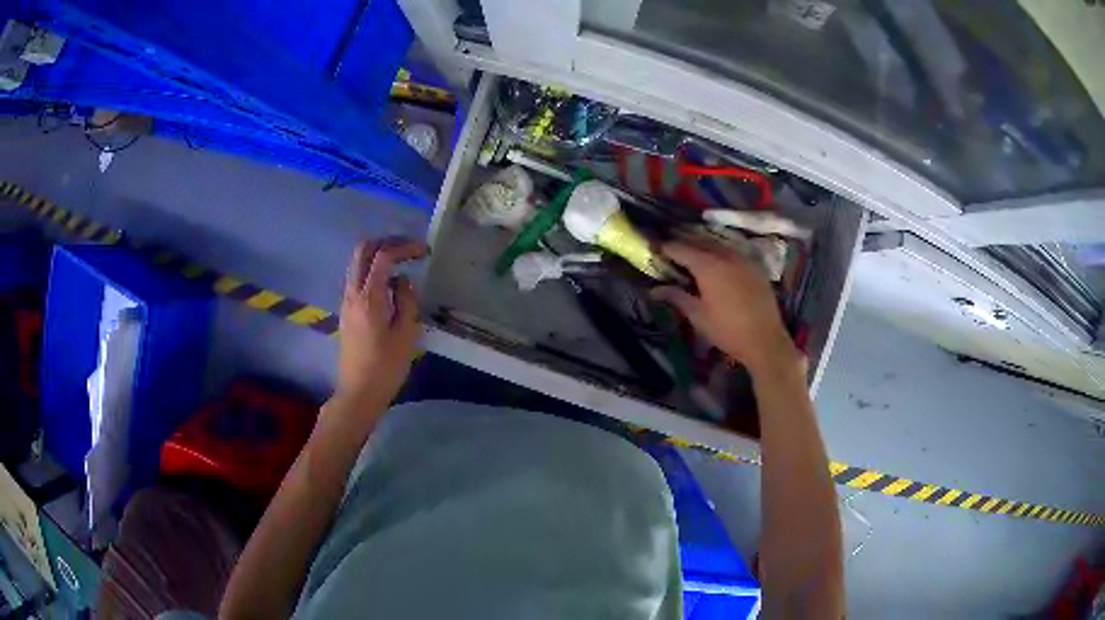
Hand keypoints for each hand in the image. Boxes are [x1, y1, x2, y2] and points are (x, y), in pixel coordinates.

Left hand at [335, 237, 427, 407]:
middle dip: (387, 242)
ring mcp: (346, 301)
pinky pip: (357, 278)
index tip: (424, 252)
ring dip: (378, 255)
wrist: (358, 393)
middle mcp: (353, 293)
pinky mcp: (346, 311)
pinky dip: (373, 270)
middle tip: (409, 249)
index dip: (405, 247)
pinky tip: (391, 285)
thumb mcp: (406, 335)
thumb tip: (403, 281)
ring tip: (403, 264)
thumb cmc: (386, 367)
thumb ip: (407, 301)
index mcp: (369, 298)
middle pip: (362, 250)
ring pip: (357, 262)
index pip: (383, 256)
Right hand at [653, 239, 801, 377]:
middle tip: (671, 248)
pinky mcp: (755, 267)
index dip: (667, 248)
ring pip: (718, 244)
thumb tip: (655, 290)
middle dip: (684, 242)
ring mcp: (743, 259)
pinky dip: (720, 252)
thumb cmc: (727, 330)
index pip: (681, 249)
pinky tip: (717, 261)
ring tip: (692, 252)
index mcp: (708, 266)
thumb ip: (676, 297)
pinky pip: (733, 252)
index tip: (655, 249)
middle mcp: (725, 256)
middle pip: (700, 241)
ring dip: (703, 245)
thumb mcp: (698, 316)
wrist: (764, 340)